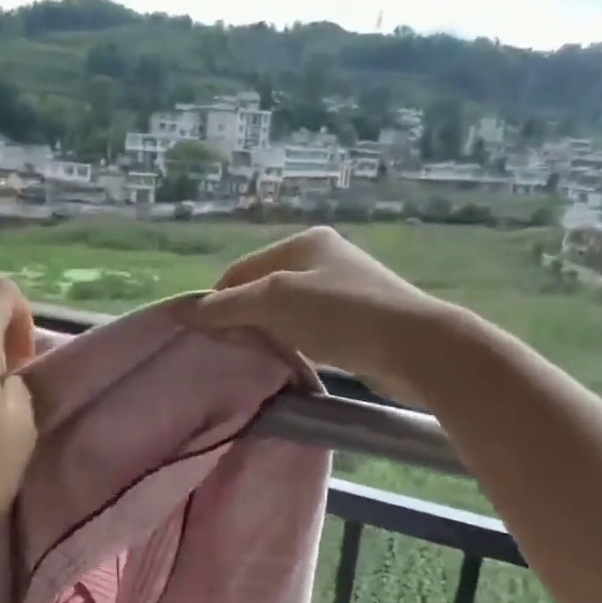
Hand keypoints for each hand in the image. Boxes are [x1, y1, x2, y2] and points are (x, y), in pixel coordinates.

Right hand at [190, 227, 447, 401]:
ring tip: (258, 358)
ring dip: (267, 332)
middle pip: (262, 289)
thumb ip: (228, 305)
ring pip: (285, 311)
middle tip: (230, 350)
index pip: (241, 270)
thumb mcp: (275, 302)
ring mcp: (343, 289)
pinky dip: (293, 342)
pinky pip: (309, 328)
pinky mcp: (357, 320)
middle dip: (242, 318)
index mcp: (304, 242)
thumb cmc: (341, 314)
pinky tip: (292, 360)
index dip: (217, 301)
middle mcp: (323, 258)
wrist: (416, 346)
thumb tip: (185, 311)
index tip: (205, 335)